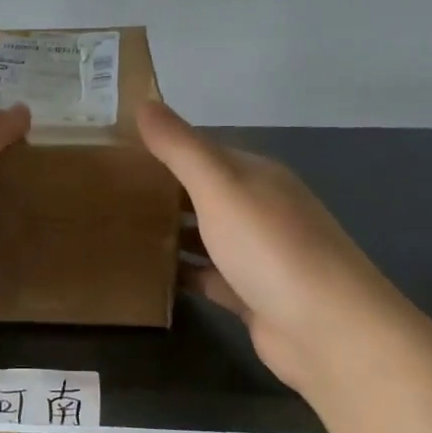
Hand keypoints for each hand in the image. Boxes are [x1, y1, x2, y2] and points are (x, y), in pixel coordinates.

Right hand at [137, 101, 387, 389]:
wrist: (327, 330)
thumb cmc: (271, 247)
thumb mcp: (220, 187)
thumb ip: (180, 148)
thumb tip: (143, 102)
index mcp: (256, 176)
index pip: (202, 151)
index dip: (162, 148)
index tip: (113, 150)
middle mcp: (259, 209)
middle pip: (201, 193)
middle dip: (160, 191)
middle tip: (103, 191)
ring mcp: (256, 255)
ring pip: (203, 236)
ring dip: (169, 232)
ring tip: (115, 230)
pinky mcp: (249, 295)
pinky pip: (206, 277)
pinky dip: (181, 274)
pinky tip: (146, 274)